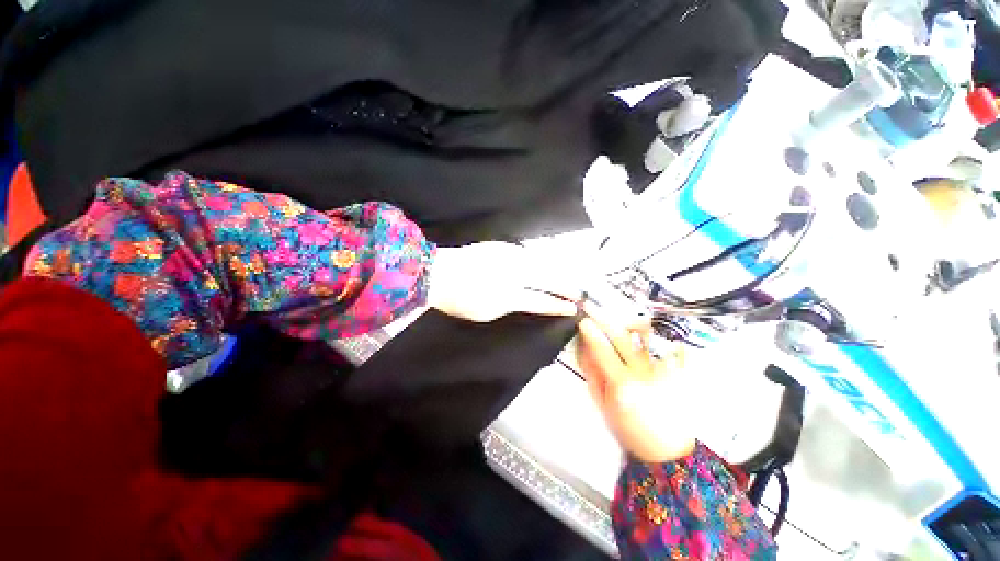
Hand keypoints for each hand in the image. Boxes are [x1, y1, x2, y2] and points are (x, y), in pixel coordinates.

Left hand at [426, 242, 581, 321]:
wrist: (437, 272)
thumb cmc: (459, 299)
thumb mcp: (487, 312)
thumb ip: (512, 304)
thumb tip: (527, 297)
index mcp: (509, 293)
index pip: (541, 300)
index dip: (559, 305)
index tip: (574, 308)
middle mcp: (514, 271)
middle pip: (547, 278)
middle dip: (566, 285)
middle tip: (579, 291)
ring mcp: (509, 255)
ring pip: (540, 262)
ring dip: (556, 270)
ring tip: (568, 277)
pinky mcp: (502, 246)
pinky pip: (527, 254)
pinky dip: (539, 261)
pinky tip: (545, 263)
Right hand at [576, 305, 695, 462]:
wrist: (668, 450)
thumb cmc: (630, 430)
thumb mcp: (604, 406)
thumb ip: (594, 377)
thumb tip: (586, 351)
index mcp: (622, 384)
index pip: (603, 351)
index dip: (591, 333)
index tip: (583, 321)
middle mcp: (643, 373)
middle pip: (622, 338)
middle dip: (605, 319)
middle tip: (593, 308)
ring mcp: (662, 371)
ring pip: (646, 337)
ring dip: (631, 322)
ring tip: (622, 316)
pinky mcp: (678, 373)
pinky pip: (672, 348)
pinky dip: (663, 337)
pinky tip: (655, 332)